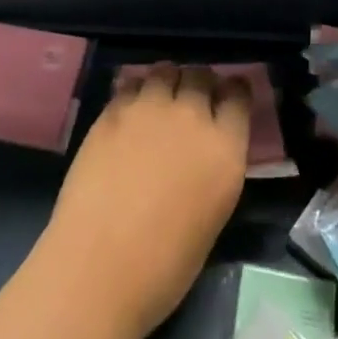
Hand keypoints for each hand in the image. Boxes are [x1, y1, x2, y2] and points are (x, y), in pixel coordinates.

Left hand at [38, 65, 252, 338]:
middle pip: (201, 75)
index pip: (238, 96)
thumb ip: (214, 168)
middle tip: (191, 101)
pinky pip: (131, 84)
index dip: (233, 92)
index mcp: (225, 149)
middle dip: (200, 83)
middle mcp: (192, 116)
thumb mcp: (212, 216)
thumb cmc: (164, 267)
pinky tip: (129, 112)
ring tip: (159, 100)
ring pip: (165, 70)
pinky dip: (135, 92)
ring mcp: (150, 107)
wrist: (98, 267)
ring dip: (167, 82)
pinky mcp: (114, 109)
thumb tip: (205, 151)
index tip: (228, 97)